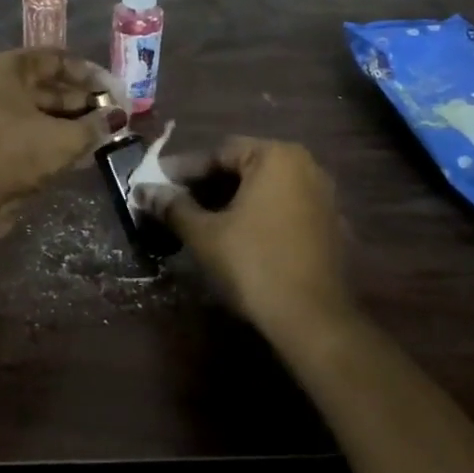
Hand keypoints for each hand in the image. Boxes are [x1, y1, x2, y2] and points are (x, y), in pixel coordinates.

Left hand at [0, 49, 125, 205]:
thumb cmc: (15, 153)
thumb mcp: (64, 139)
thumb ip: (95, 125)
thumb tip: (117, 118)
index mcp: (6, 69)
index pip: (55, 59)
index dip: (88, 73)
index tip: (113, 91)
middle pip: (46, 85)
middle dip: (82, 100)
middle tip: (112, 115)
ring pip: (38, 111)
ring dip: (70, 122)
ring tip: (101, 134)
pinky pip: (27, 132)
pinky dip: (52, 138)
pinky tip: (80, 152)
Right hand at [137, 136, 350, 336]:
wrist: (313, 319)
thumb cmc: (254, 264)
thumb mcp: (204, 234)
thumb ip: (173, 207)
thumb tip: (143, 192)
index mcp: (276, 157)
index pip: (219, 152)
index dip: (184, 170)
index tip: (157, 184)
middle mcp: (306, 167)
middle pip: (244, 167)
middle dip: (207, 185)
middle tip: (175, 203)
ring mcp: (323, 196)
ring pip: (264, 189)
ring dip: (231, 200)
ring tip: (199, 220)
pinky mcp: (330, 225)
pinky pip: (283, 208)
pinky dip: (257, 215)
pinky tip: (234, 236)